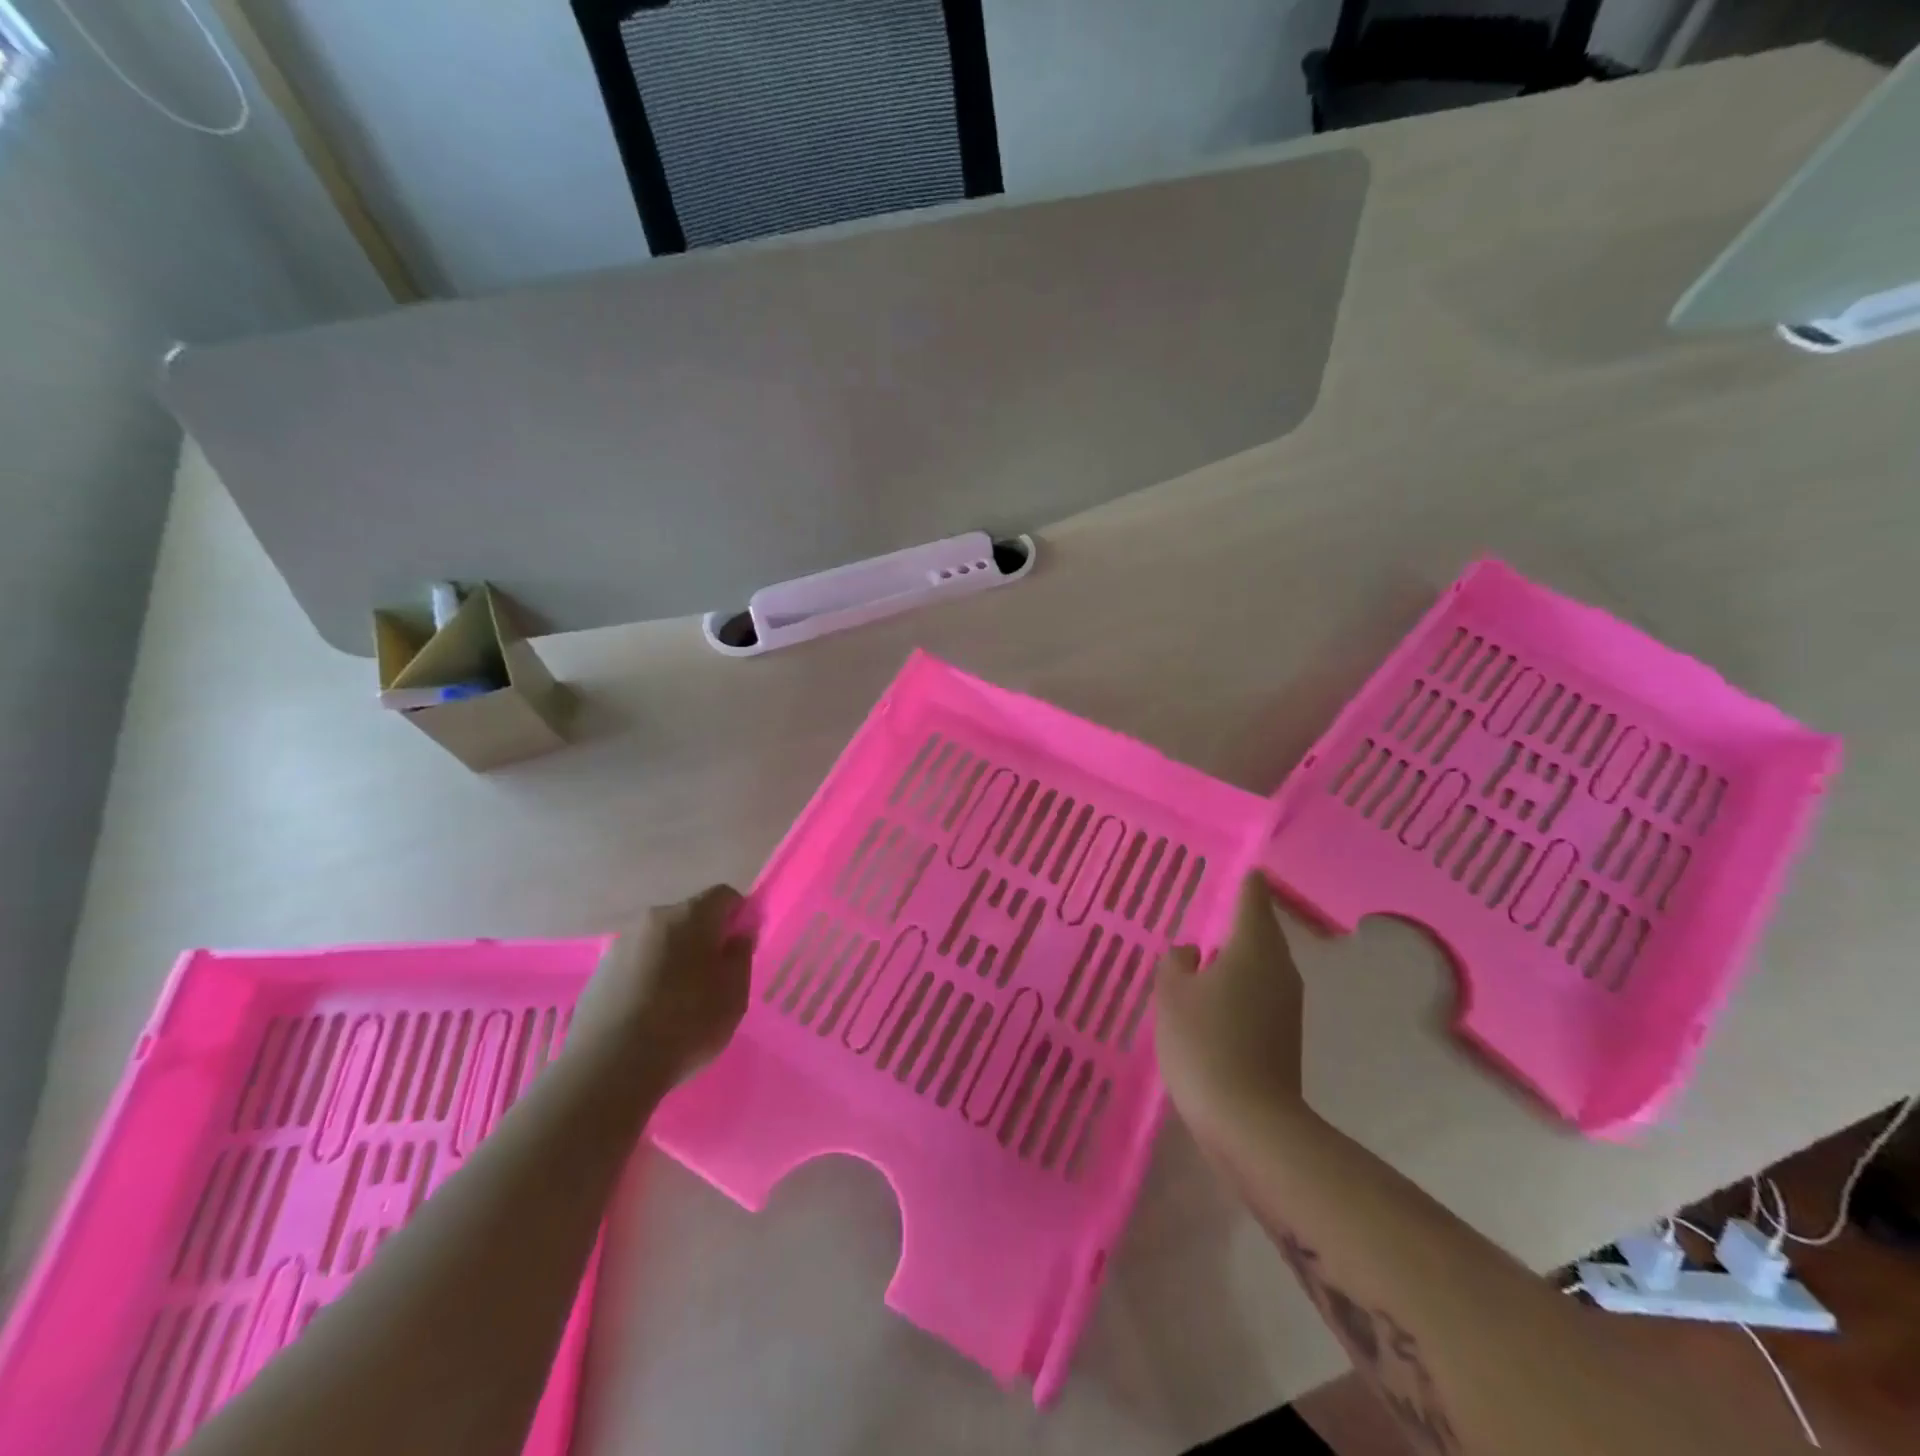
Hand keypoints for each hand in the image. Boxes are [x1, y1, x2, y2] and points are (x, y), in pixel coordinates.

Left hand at [571, 885, 754, 1087]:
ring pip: (660, 942)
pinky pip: (636, 964)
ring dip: (674, 959)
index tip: (742, 947)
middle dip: (704, 939)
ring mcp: (621, 944)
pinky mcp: (599, 973)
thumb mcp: (734, 993)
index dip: (739, 915)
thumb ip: (740, 955)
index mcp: (691, 915)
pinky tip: (649, 1013)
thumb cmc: (687, 1023)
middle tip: (714, 978)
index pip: (724, 895)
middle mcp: (653, 918)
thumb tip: (736, 936)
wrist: (611, 1066)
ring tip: (678, 1001)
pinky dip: (648, 978)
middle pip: (689, 917)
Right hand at [1154, 873, 1306, 1131]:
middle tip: (1207, 908)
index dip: (1244, 881)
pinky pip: (1260, 993)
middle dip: (1238, 919)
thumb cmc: (1205, 1043)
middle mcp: (1279, 968)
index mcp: (1254, 947)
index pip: (1253, 898)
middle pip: (1261, 930)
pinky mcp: (1285, 1036)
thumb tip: (1193, 953)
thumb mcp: (1172, 995)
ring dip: (1237, 956)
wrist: (1249, 1123)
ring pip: (1261, 964)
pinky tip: (1213, 998)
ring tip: (1203, 953)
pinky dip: (1239, 985)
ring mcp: (1287, 1005)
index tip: (1234, 870)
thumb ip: (1177, 963)